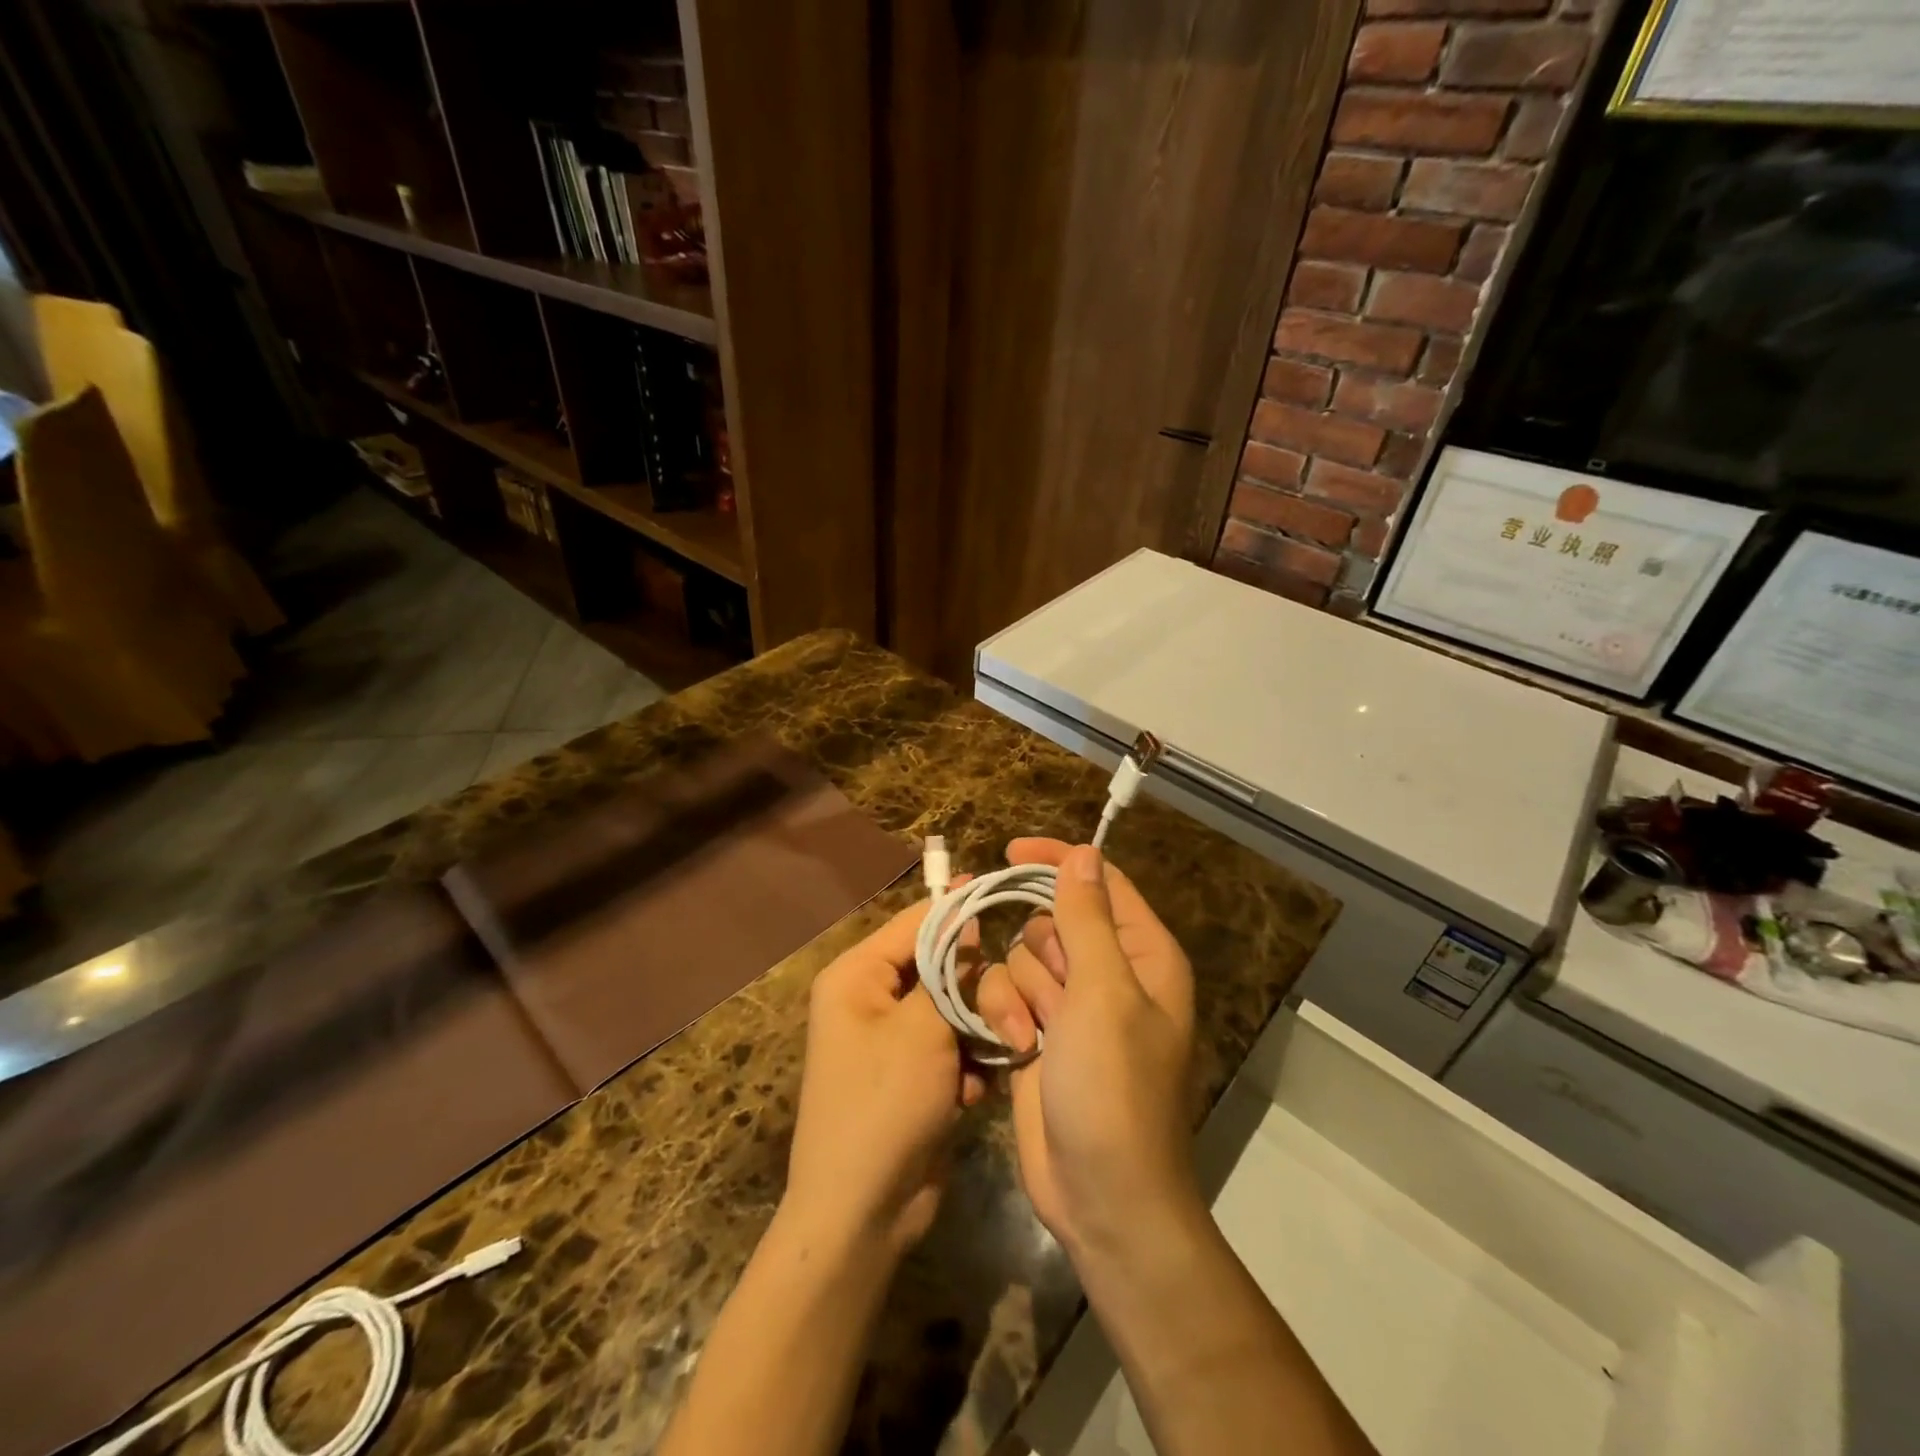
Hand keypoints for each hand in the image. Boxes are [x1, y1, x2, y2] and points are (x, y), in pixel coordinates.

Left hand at [784, 895, 984, 1257]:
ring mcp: (894, 1039)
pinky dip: (968, 1064)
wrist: (863, 1213)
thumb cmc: (884, 1104)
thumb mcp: (921, 1028)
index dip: (957, 907)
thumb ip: (948, 970)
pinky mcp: (915, 1074)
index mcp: (857, 976)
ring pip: (953, 1007)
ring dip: (976, 1032)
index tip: (1001, 893)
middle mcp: (871, 998)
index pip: (914, 922)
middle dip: (973, 989)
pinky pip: (953, 1045)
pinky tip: (972, 1094)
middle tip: (1006, 1007)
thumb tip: (965, 923)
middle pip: (939, 965)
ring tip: (989, 1058)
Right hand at [977, 840, 1199, 1259]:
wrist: (1100, 1194)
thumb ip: (1086, 917)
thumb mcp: (1102, 992)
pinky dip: (1004, 1017)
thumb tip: (1082, 852)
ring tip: (1032, 1036)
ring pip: (1022, 959)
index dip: (1058, 861)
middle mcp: (1109, 975)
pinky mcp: (1040, 1037)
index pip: (1100, 882)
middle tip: (1052, 993)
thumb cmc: (1113, 1087)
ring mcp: (1072, 1008)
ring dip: (1018, 992)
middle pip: (1053, 921)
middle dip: (1039, 950)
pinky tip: (1014, 1050)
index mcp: (1142, 955)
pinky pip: (1007, 997)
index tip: (1010, 851)